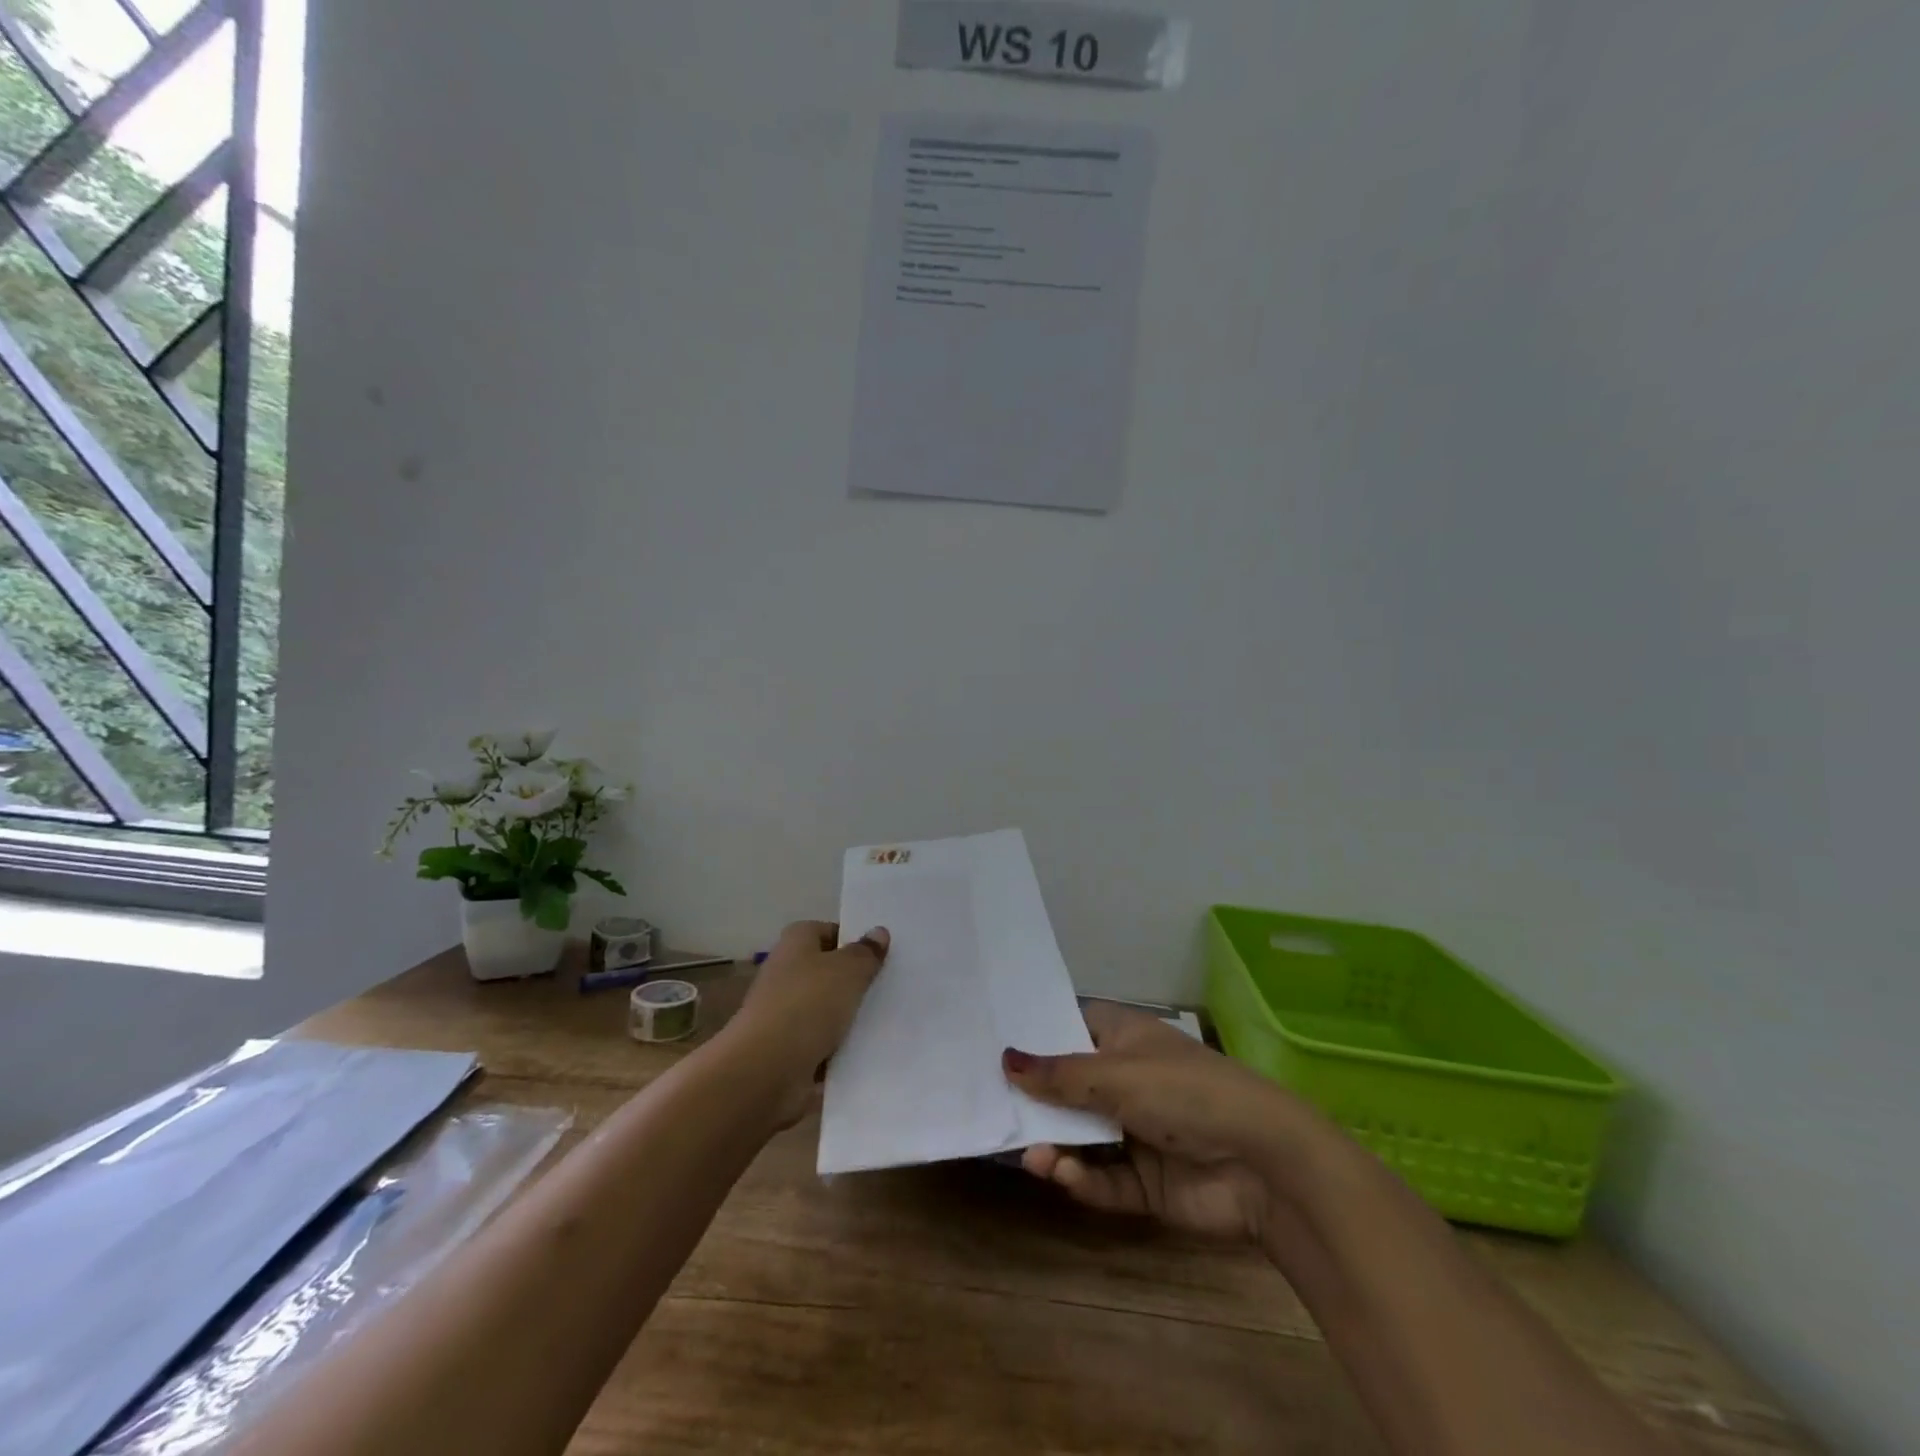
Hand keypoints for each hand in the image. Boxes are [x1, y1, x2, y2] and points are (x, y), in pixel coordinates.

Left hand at [724, 920, 888, 1126]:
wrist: (764, 1071)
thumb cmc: (807, 1006)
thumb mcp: (848, 971)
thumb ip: (865, 953)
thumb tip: (878, 932)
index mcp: (795, 943)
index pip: (827, 931)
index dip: (852, 941)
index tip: (880, 955)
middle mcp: (785, 972)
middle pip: (826, 971)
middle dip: (854, 981)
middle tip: (888, 987)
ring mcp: (782, 1013)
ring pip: (825, 1009)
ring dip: (847, 1018)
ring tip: (884, 1021)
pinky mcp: (785, 1049)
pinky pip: (820, 1042)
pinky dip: (837, 1048)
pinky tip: (864, 1052)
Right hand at [1002, 1001, 1325, 1251]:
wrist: (1264, 1165)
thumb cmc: (1185, 1093)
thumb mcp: (1117, 1075)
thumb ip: (1059, 1075)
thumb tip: (1005, 1057)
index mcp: (1124, 1039)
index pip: (1070, 1026)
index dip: (1036, 1035)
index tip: (991, 1044)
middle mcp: (1127, 1080)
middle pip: (1069, 1087)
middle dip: (1036, 1101)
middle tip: (992, 1109)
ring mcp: (1137, 1131)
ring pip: (1081, 1137)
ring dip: (1056, 1146)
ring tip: (1031, 1156)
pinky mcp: (1146, 1181)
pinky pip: (1103, 1178)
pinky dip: (1083, 1179)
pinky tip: (1063, 1176)